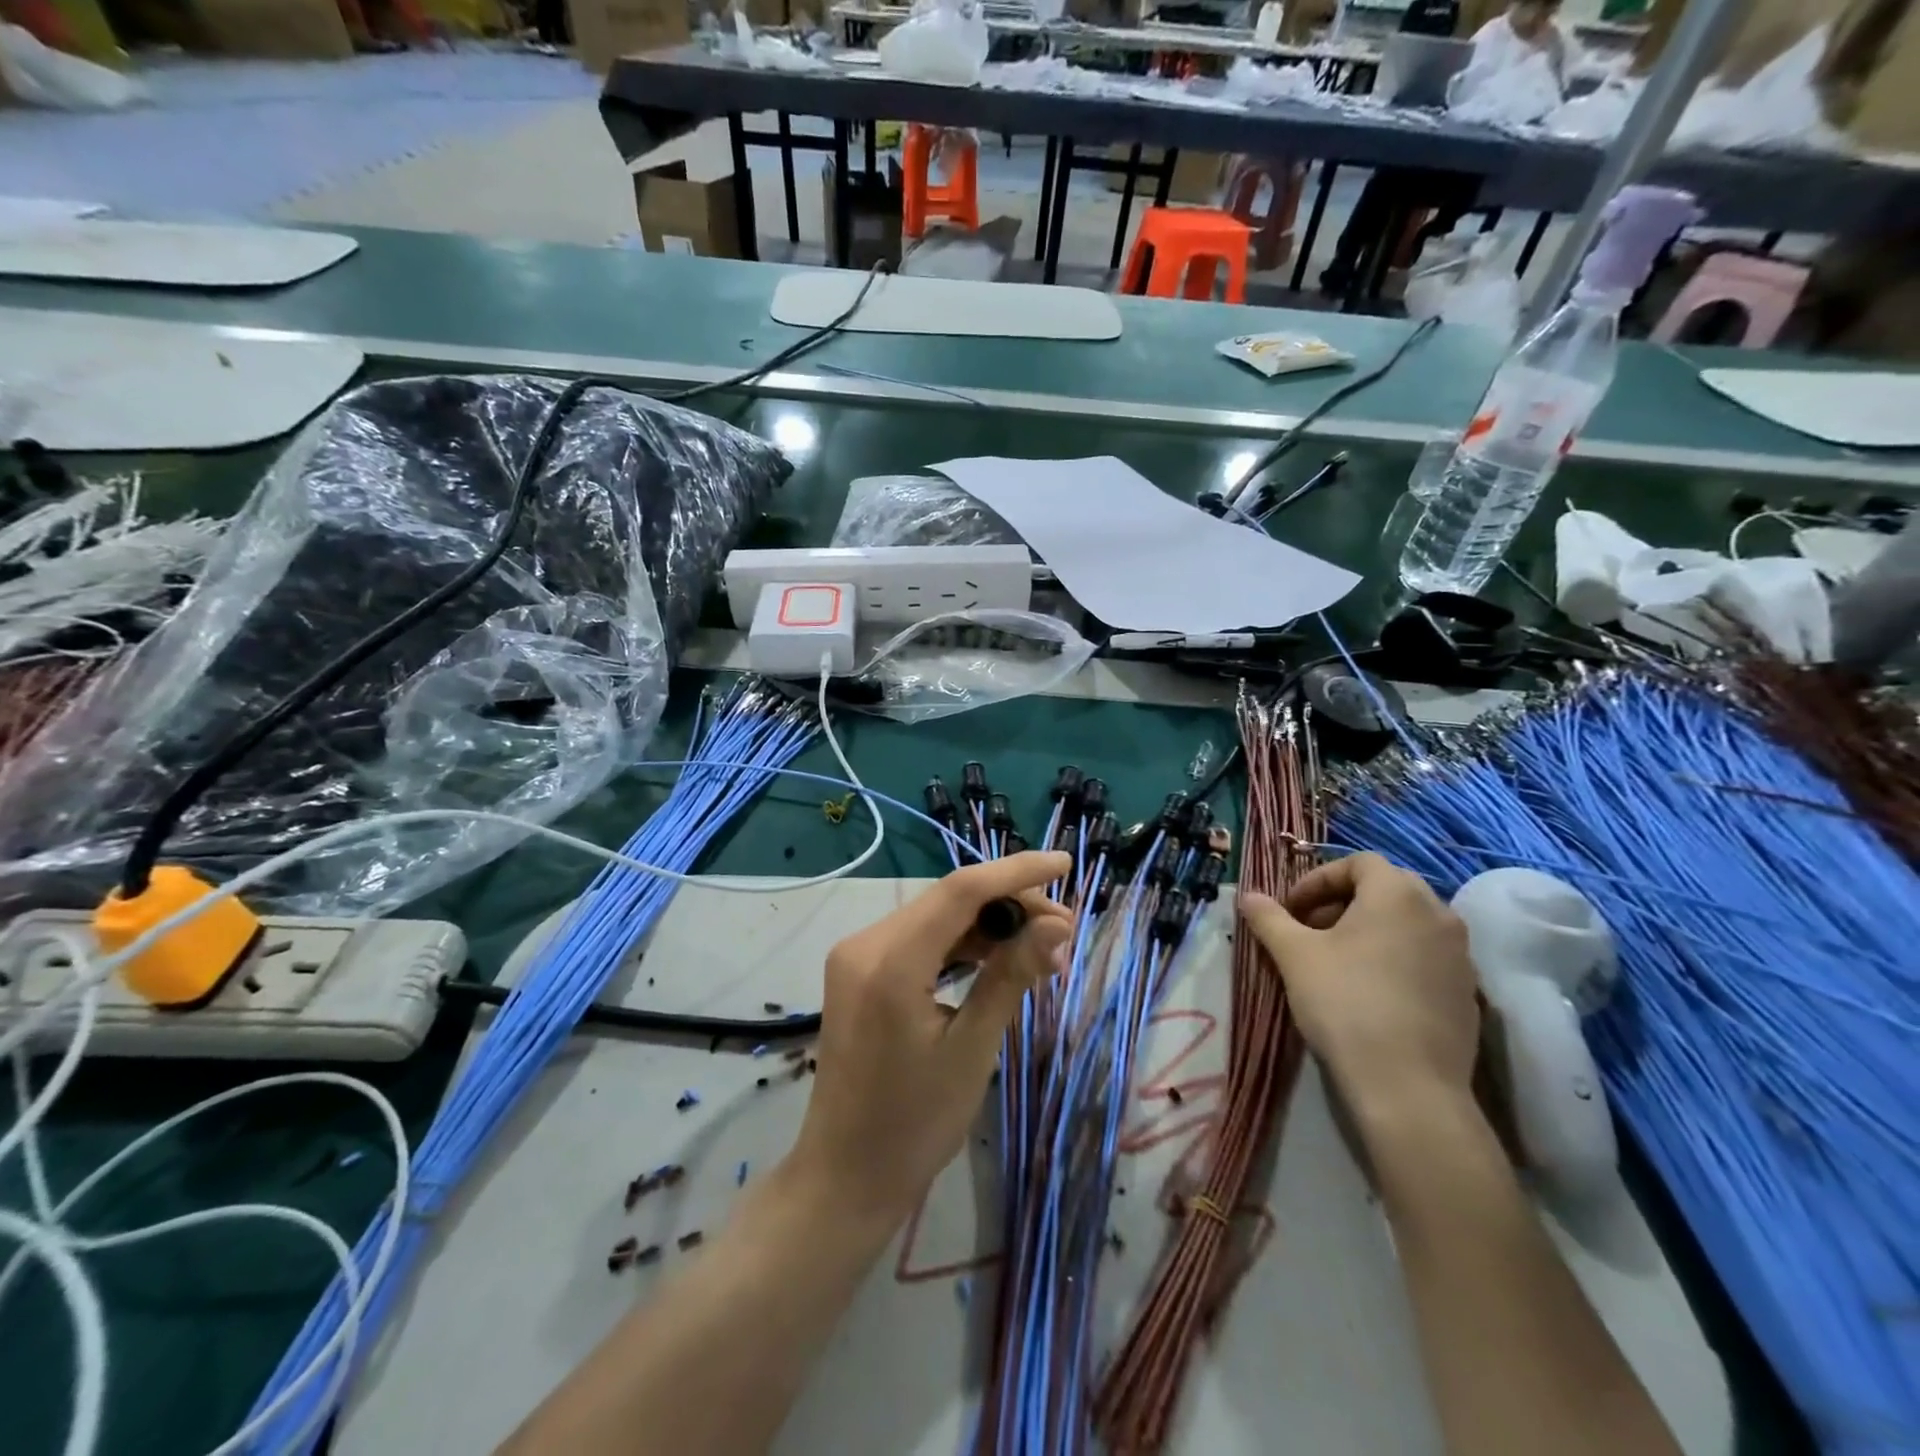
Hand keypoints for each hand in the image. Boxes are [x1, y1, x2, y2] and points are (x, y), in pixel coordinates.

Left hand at [786, 852, 1073, 1227]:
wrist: (845, 1175)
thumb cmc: (914, 1124)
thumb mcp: (973, 1049)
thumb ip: (1012, 976)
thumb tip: (1059, 925)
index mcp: (889, 962)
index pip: (961, 891)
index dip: (1017, 872)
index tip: (1065, 864)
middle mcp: (866, 943)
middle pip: (950, 900)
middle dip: (1011, 905)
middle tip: (1064, 934)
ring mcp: (857, 955)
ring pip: (937, 917)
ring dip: (989, 925)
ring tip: (1043, 952)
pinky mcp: (860, 970)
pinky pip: (920, 939)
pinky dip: (961, 944)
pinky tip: (999, 958)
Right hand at [1238, 853, 1478, 1122]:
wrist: (1408, 1086)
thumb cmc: (1346, 1003)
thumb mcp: (1294, 955)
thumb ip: (1269, 918)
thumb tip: (1247, 896)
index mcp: (1398, 894)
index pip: (1358, 862)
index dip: (1318, 879)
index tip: (1291, 909)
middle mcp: (1439, 913)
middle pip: (1386, 888)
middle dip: (1343, 902)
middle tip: (1310, 931)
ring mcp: (1460, 955)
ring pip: (1408, 923)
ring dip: (1370, 929)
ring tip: (1337, 961)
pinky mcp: (1468, 992)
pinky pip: (1426, 956)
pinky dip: (1395, 957)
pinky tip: (1370, 992)